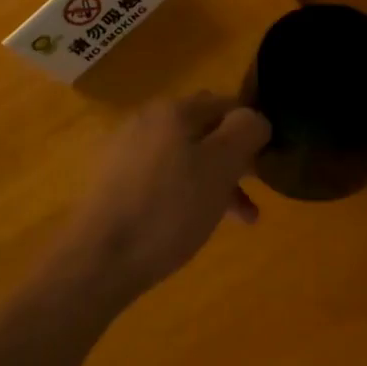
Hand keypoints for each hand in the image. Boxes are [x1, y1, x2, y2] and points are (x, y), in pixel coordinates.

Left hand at [67, 94, 271, 297]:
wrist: (98, 261)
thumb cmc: (169, 210)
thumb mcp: (221, 167)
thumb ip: (246, 131)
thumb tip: (256, 118)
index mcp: (173, 110)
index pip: (228, 104)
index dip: (252, 129)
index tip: (268, 162)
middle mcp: (146, 121)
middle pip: (206, 131)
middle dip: (235, 159)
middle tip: (257, 189)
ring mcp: (126, 152)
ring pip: (186, 158)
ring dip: (217, 181)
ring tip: (240, 217)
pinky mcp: (114, 184)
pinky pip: (164, 178)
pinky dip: (188, 193)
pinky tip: (197, 221)